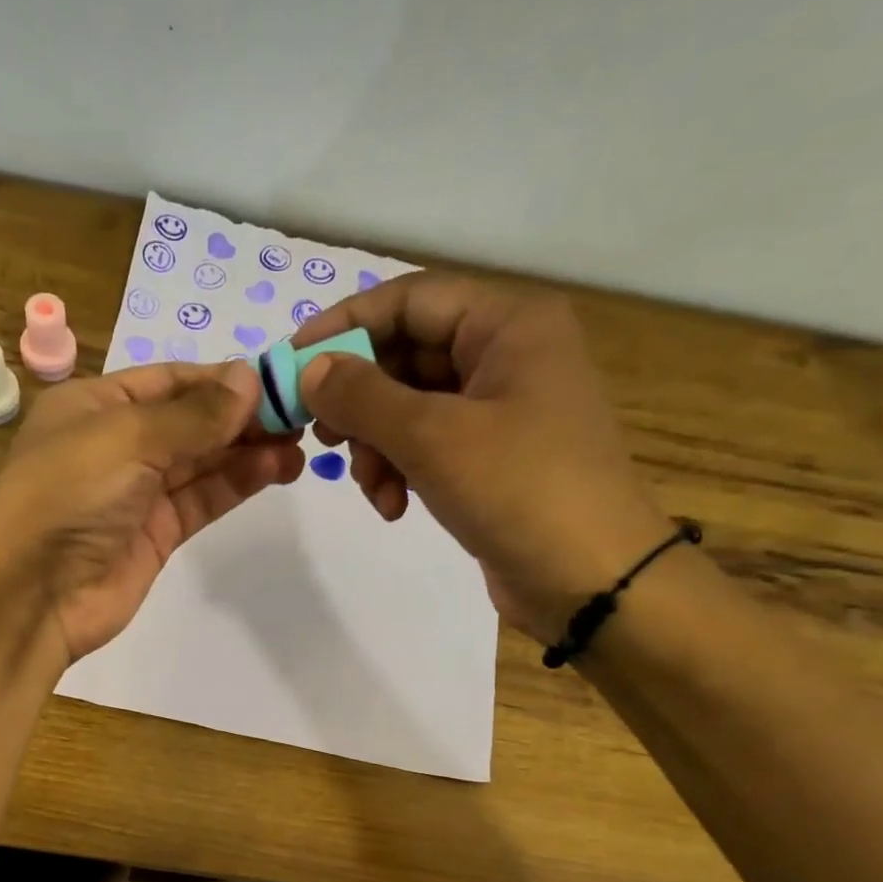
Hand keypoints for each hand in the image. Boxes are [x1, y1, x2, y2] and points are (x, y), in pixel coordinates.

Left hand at [0, 361, 304, 662]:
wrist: (32, 595)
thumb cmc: (69, 495)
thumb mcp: (128, 438)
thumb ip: (194, 414)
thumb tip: (250, 378)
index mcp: (95, 406)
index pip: (169, 380)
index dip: (221, 379)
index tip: (277, 380)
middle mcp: (116, 444)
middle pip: (189, 420)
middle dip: (241, 415)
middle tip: (300, 413)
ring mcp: (137, 492)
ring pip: (201, 461)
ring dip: (247, 450)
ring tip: (300, 443)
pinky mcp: (156, 534)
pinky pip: (201, 499)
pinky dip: (236, 483)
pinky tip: (275, 469)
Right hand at [293, 273, 672, 643]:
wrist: (591, 581)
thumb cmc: (520, 490)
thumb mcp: (432, 436)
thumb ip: (362, 396)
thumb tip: (309, 370)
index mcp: (507, 324)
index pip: (408, 300)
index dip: (344, 325)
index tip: (290, 363)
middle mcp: (506, 354)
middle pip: (405, 355)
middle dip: (360, 401)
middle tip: (320, 435)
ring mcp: (500, 408)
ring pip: (409, 406)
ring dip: (376, 446)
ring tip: (370, 486)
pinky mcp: (492, 457)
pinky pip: (427, 445)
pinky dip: (400, 470)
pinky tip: (393, 507)